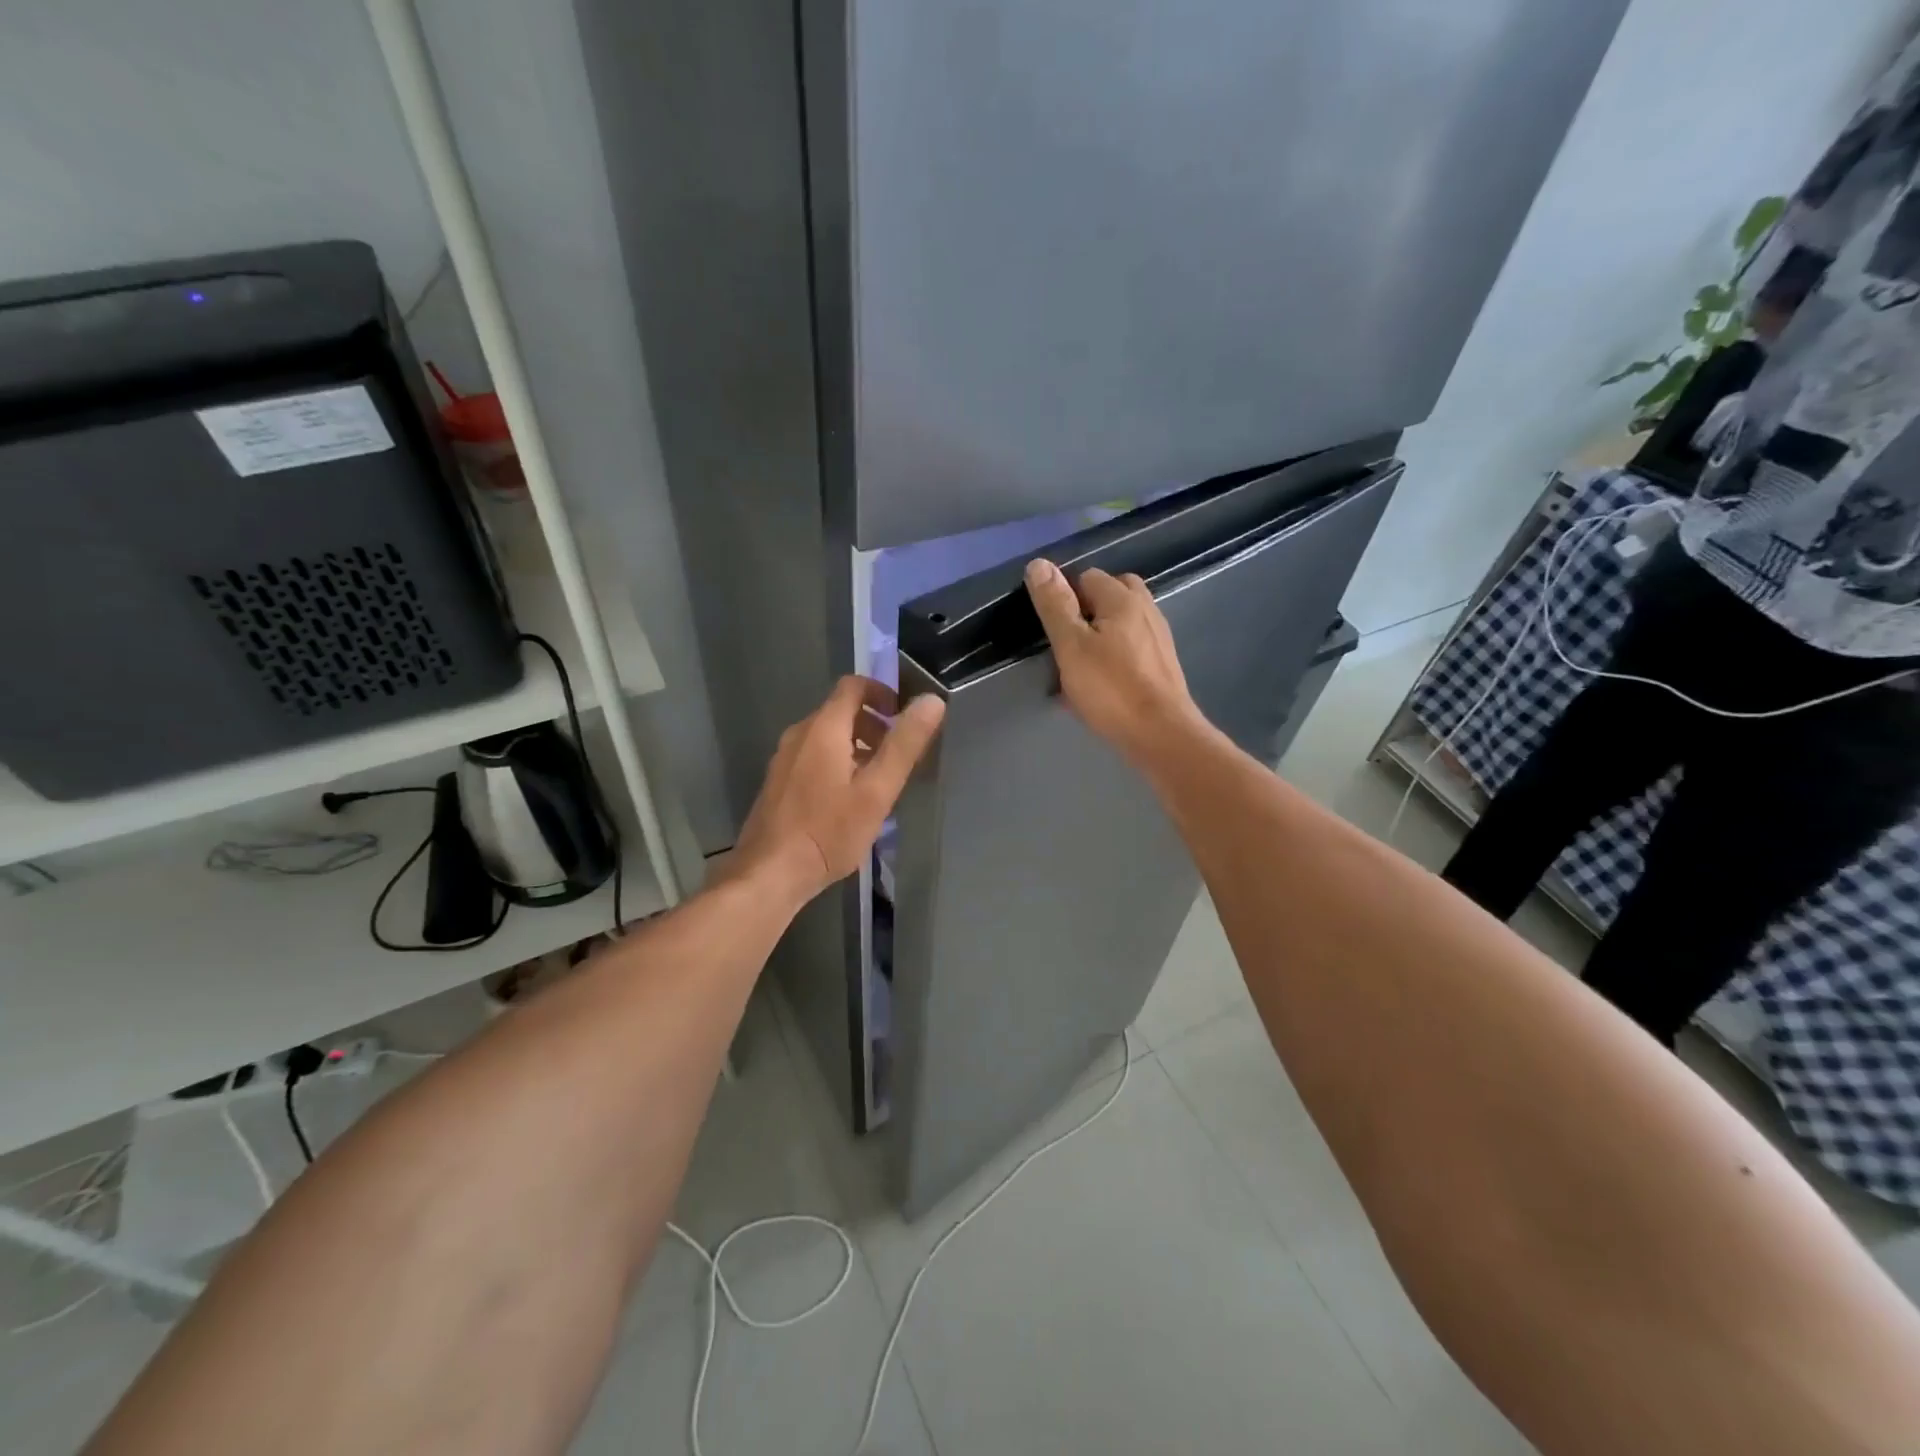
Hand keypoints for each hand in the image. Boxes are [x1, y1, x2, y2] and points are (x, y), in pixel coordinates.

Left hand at [730, 676, 945, 903]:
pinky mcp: (778, 783)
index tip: (903, 718)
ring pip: (826, 737)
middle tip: (897, 758)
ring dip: (856, 748)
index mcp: (823, 728)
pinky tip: (848, 802)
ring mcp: (784, 759)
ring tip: (878, 783)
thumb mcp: (877, 790)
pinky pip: (813, 758)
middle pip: (840, 712)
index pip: (853, 686)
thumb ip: (905, 744)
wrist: (770, 873)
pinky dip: (836, 764)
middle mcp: (799, 735)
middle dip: (873, 725)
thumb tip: (932, 701)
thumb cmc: (829, 831)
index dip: (882, 693)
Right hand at [1024, 558, 1205, 762]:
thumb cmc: (1111, 689)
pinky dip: (1115, 656)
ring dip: (1100, 636)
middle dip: (1086, 612)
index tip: (1053, 631)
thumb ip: (1055, 605)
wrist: (1161, 735)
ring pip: (1122, 623)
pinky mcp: (1162, 665)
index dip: (1065, 599)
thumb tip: (1039, 563)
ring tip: (1081, 667)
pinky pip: (1132, 648)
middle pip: (1110, 595)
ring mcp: (1158, 638)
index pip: (1086, 577)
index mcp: (1122, 599)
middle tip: (1067, 645)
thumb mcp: (1071, 646)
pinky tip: (1102, 684)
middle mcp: (1146, 609)